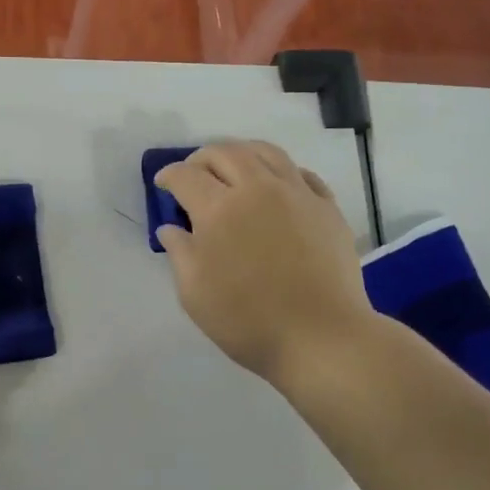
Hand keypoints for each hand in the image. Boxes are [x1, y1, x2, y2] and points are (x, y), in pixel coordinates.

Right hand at [155, 141, 375, 388]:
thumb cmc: (248, 321)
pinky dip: (279, 171)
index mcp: (218, 209)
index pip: (186, 176)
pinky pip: (300, 173)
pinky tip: (275, 186)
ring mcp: (296, 193)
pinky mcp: (326, 207)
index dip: (169, 176)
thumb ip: (179, 253)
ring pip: (265, 151)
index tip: (163, 184)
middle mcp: (257, 189)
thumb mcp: (195, 294)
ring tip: (232, 168)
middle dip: (201, 158)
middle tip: (193, 175)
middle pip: (224, 152)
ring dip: (240, 153)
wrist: (321, 338)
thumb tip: (171, 228)